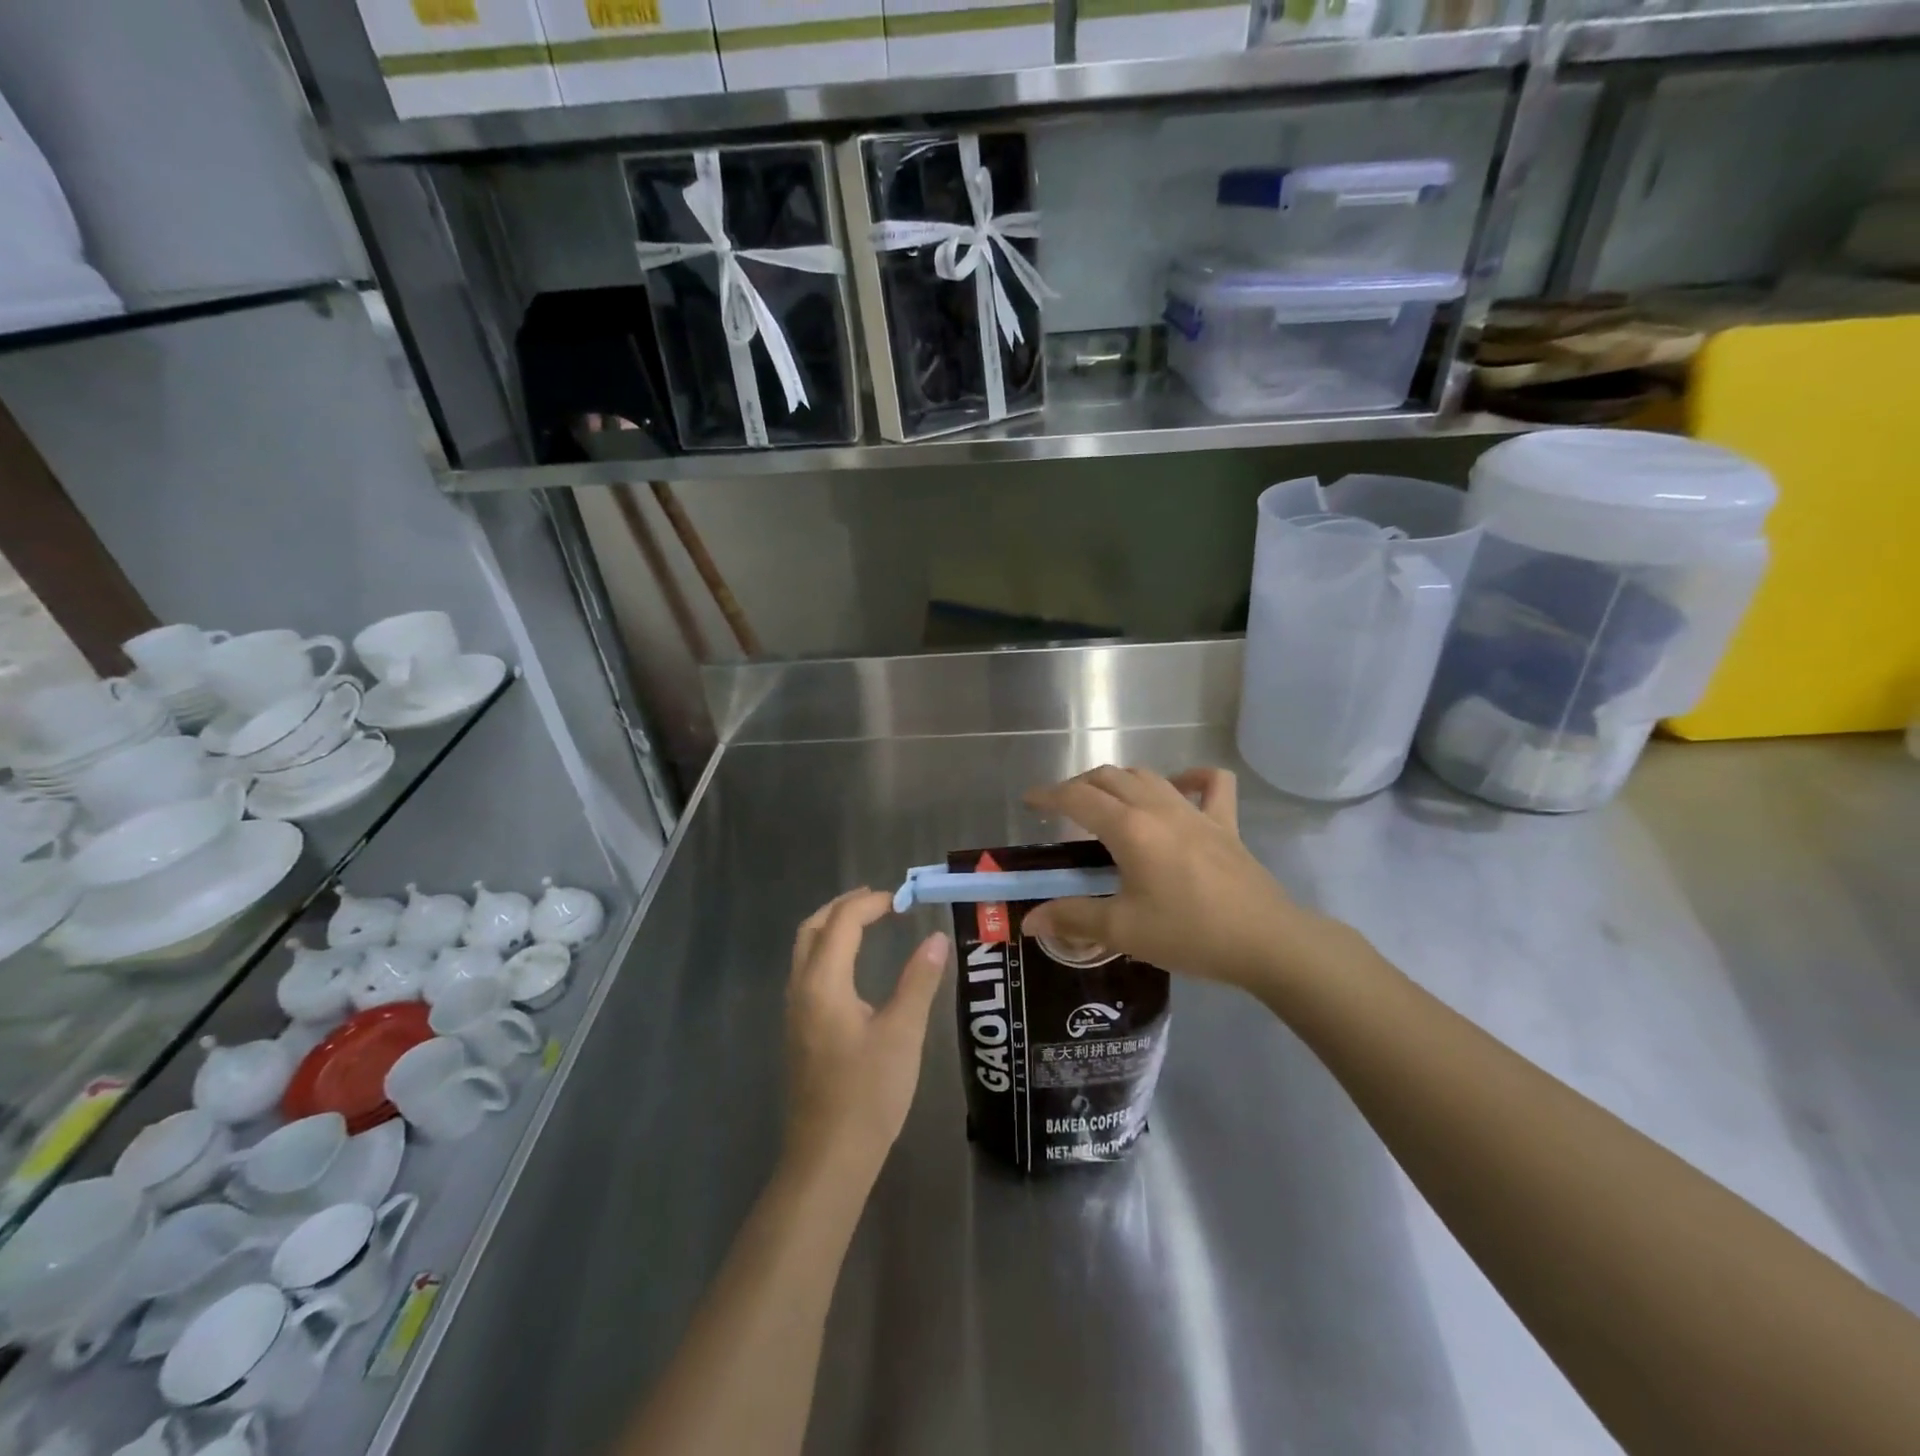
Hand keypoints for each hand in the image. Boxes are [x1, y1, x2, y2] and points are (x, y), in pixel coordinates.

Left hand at [784, 889, 949, 1181]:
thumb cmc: (868, 1093)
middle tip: (880, 900)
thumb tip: (936, 938)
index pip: (842, 922)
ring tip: (868, 923)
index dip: (871, 903)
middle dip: (844, 907)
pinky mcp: (799, 1031)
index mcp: (823, 982)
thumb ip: (919, 980)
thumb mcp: (903, 1033)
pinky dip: (828, 951)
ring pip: (806, 950)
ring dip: (833, 927)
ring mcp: (795, 1011)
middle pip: (813, 928)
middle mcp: (801, 989)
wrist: (828, 1158)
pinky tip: (853, 966)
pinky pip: (808, 971)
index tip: (904, 900)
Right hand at [1023, 766, 1336, 992]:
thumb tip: (1029, 921)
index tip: (1029, 802)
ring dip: (1118, 780)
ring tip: (1104, 800)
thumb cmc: (1189, 933)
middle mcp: (1158, 807)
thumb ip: (1072, 919)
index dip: (1048, 795)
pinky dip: (1191, 777)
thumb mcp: (1123, 930)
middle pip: (1109, 778)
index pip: (1077, 798)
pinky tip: (1179, 786)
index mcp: (1128, 828)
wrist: (1266, 941)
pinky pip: (1210, 784)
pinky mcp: (1224, 822)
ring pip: (1147, 776)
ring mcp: (1195, 810)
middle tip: (1061, 808)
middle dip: (1079, 786)